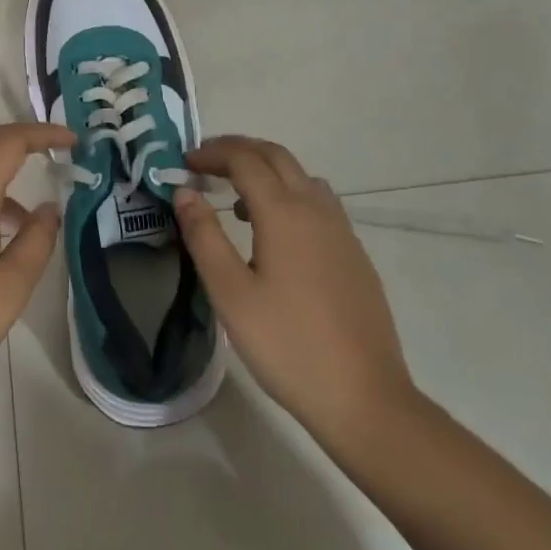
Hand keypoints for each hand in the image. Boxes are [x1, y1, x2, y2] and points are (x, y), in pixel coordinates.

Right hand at [173, 136, 417, 446]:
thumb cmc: (288, 346)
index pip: (244, 159)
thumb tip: (184, 191)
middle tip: (206, 163)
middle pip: (276, 156)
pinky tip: (277, 234)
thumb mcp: (230, 293)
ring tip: (237, 198)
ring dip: (266, 170)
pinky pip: (318, 202)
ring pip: (301, 176)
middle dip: (238, 150)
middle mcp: (316, 209)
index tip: (184, 163)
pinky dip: (289, 194)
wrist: (366, 399)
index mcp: (284, 212)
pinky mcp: (355, 255)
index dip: (212, 154)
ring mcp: (341, 231)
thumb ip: (204, 236)